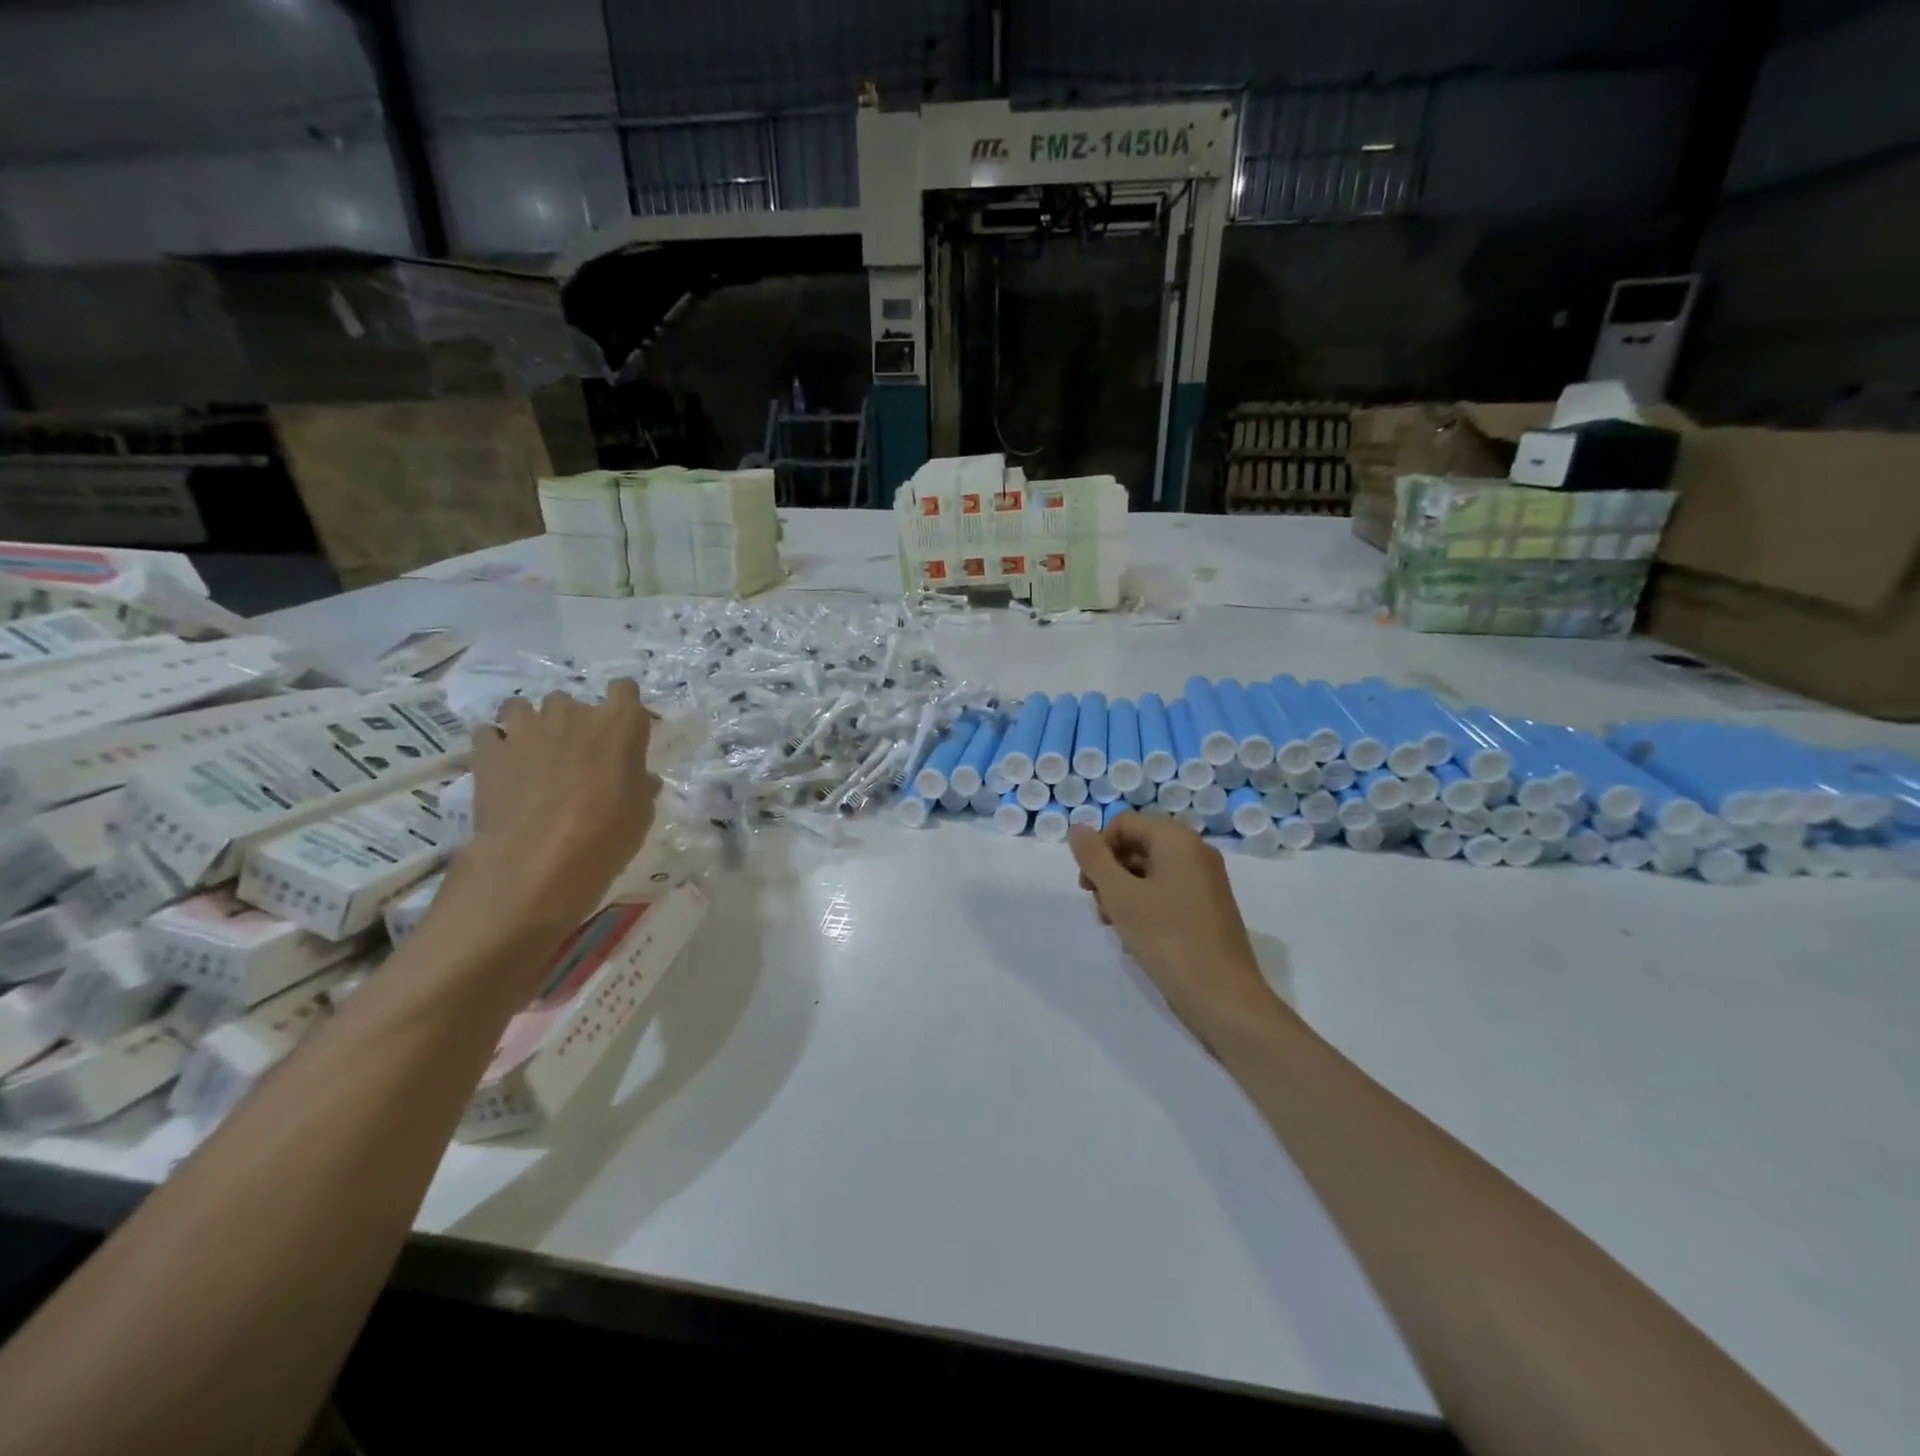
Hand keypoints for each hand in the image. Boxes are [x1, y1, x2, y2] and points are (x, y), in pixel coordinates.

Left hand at [461, 680, 660, 933]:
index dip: (622, 705)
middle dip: (572, 721)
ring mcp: (526, 728)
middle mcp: (573, 714)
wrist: (536, 860)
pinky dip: (495, 746)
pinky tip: (501, 767)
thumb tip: (640, 779)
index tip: (621, 728)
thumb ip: (639, 785)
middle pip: (571, 700)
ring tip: (531, 753)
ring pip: (521, 707)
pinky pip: (488, 734)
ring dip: (528, 725)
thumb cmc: (606, 834)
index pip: (625, 689)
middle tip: (574, 755)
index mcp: (619, 724)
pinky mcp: (488, 750)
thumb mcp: (640, 813)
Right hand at [1069, 814, 1286, 1042]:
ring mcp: (1204, 882)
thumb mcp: (1121, 896)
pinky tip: (1135, 937)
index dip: (1099, 849)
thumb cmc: (1168, 939)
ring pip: (1149, 872)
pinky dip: (1144, 906)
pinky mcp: (1207, 909)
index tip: (1088, 886)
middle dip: (1110, 872)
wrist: (1223, 998)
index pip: (1124, 824)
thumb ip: (1094, 858)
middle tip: (1099, 907)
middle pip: (1137, 845)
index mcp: (1178, 840)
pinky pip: (1166, 893)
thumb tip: (1078, 829)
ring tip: (1114, 925)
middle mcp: (1195, 853)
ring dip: (1123, 892)